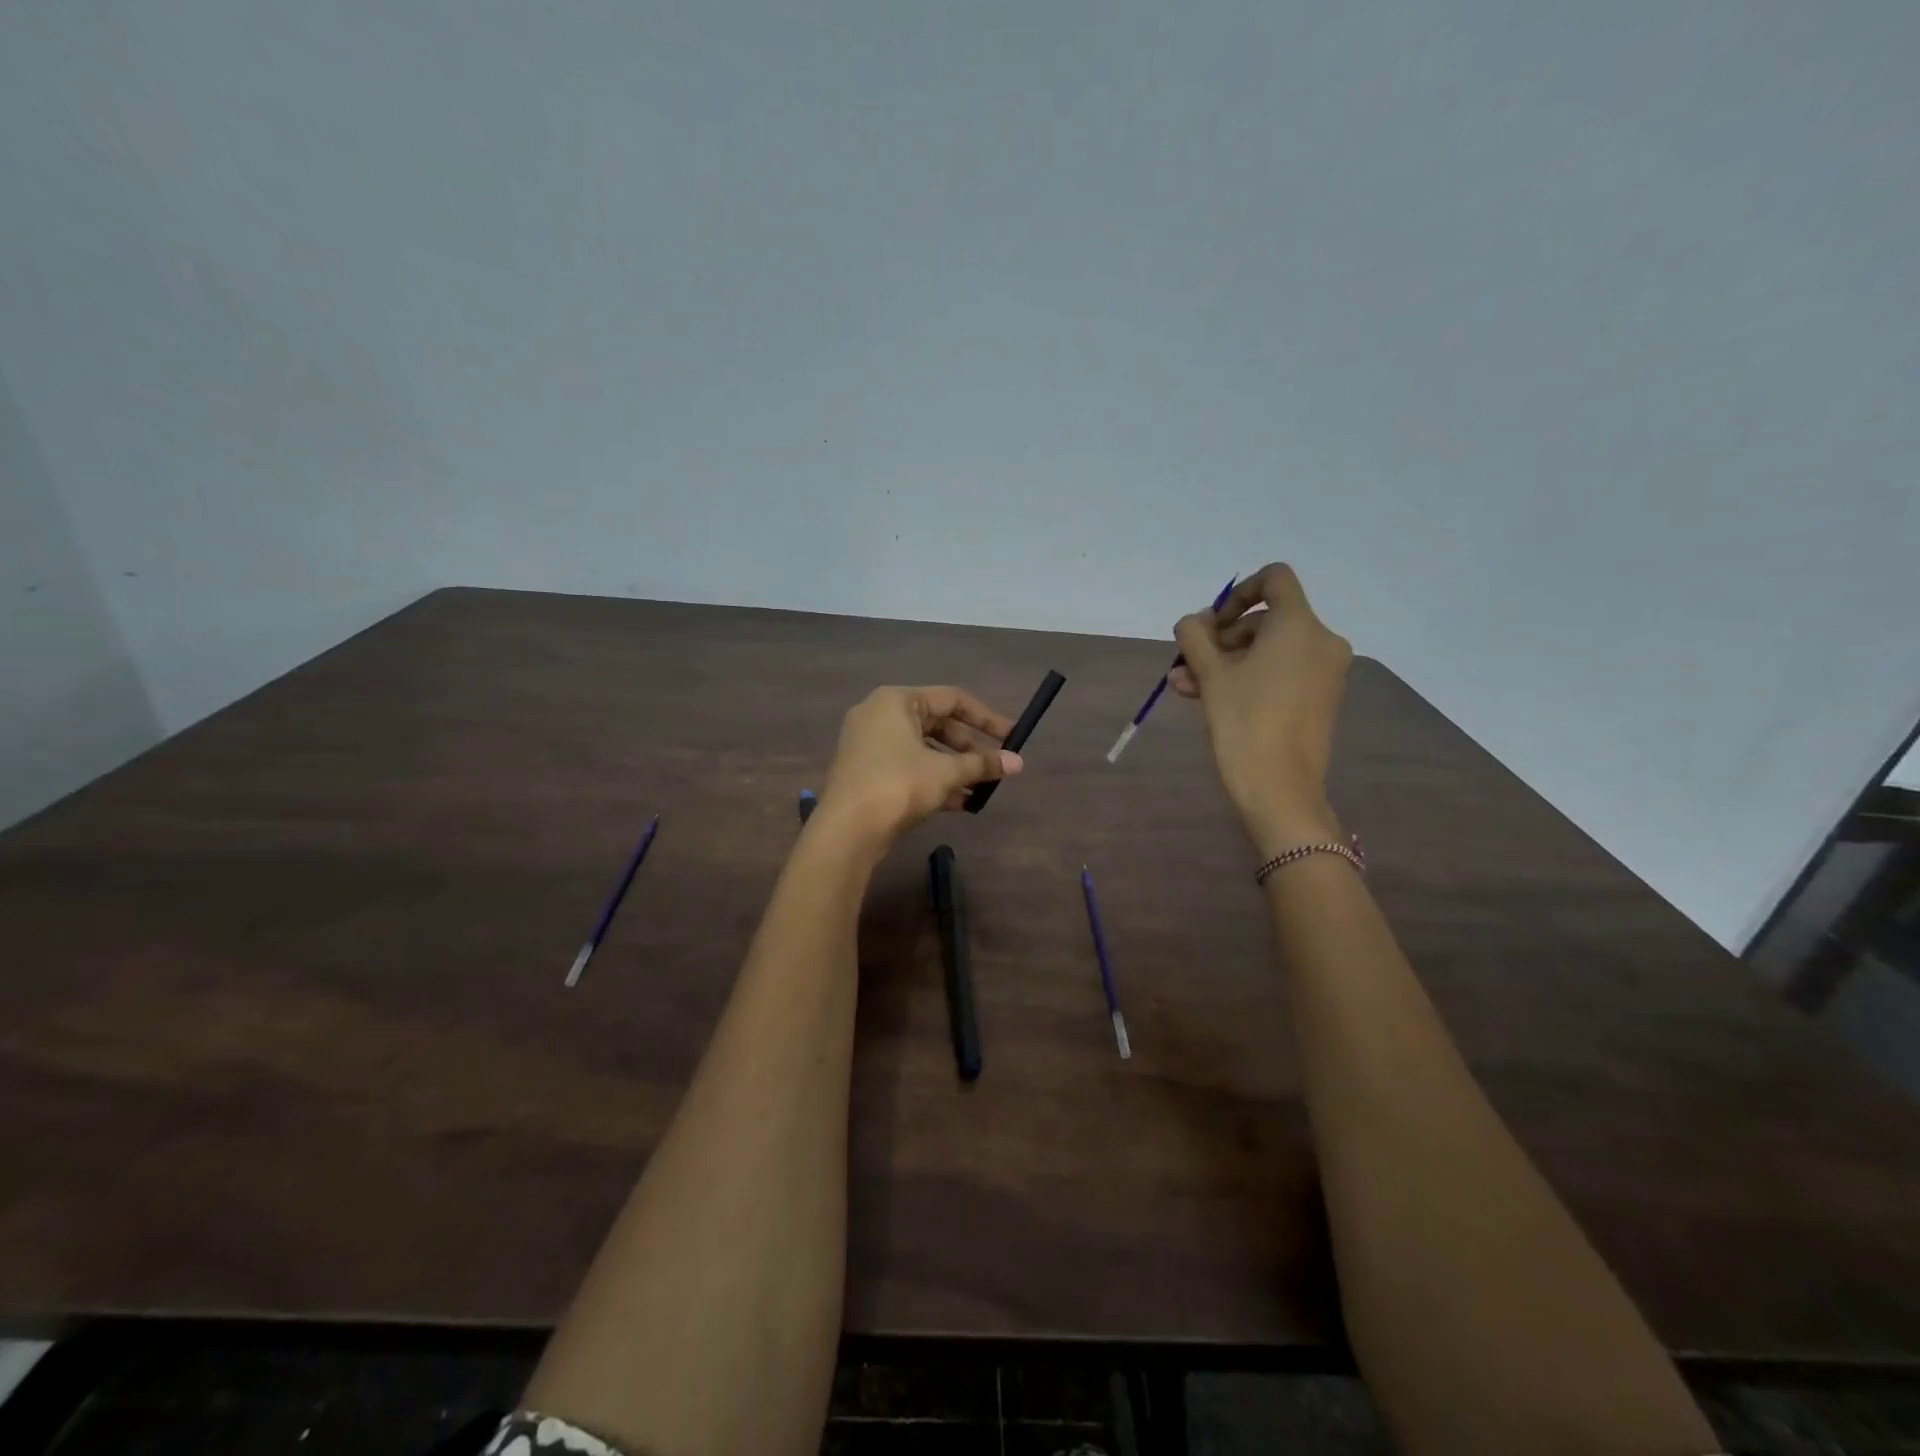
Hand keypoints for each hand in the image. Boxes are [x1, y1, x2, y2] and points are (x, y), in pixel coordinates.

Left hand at [816, 686, 1021, 850]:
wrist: (847, 829)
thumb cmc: (899, 784)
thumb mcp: (946, 773)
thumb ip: (982, 764)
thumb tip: (1018, 762)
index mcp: (897, 701)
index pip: (952, 699)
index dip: (986, 718)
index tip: (1012, 737)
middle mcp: (879, 715)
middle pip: (937, 725)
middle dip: (969, 748)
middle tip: (995, 767)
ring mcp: (869, 744)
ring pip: (923, 749)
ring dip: (954, 768)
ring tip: (981, 790)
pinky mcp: (866, 772)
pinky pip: (908, 767)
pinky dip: (933, 780)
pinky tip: (960, 803)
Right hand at [1171, 563, 1351, 854]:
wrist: (1281, 790)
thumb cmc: (1244, 723)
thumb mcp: (1210, 675)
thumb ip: (1195, 638)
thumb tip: (1193, 622)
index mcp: (1299, 626)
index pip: (1275, 579)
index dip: (1238, 592)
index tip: (1211, 623)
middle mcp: (1321, 642)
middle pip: (1266, 620)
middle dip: (1221, 638)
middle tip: (1187, 662)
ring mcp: (1324, 672)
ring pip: (1268, 651)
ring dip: (1226, 662)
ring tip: (1184, 687)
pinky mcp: (1319, 699)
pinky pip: (1281, 673)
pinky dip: (1248, 678)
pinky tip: (1207, 698)